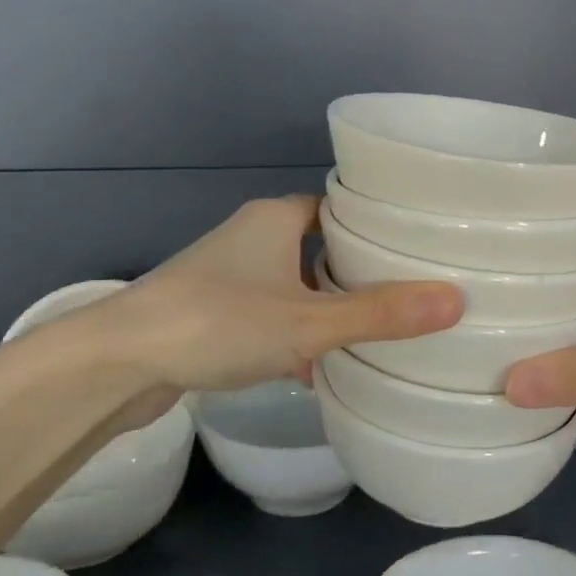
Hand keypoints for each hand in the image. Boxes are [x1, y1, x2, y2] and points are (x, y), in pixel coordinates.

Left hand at [83, 197, 463, 396]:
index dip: (376, 226)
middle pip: (318, 247)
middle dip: (355, 273)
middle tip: (406, 294)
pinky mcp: (208, 313)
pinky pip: (267, 316)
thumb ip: (379, 314)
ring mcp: (226, 275)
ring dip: (323, 308)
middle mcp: (250, 237)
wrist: (119, 361)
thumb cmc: (218, 322)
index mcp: (275, 219)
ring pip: (292, 284)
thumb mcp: (308, 321)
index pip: (338, 207)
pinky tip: (314, 368)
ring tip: (372, 332)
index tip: (416, 247)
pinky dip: (291, 335)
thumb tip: (455, 301)